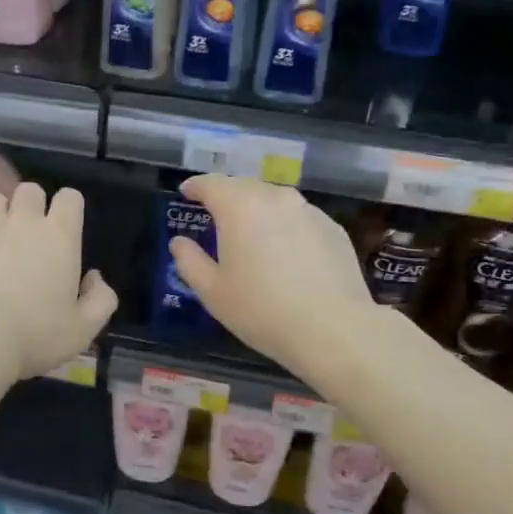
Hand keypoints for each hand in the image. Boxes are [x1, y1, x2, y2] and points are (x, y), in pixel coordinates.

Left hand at [0, 182, 117, 381]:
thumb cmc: (33, 336)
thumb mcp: (82, 330)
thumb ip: (101, 300)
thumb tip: (95, 278)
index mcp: (60, 236)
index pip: (70, 198)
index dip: (67, 209)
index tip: (63, 231)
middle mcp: (24, 219)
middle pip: (30, 191)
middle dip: (30, 207)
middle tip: (25, 236)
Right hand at [167, 175, 374, 376]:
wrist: (333, 329)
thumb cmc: (262, 310)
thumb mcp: (213, 292)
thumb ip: (190, 262)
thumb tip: (179, 243)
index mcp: (240, 207)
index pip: (211, 184)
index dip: (195, 187)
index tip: (186, 193)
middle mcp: (275, 198)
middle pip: (244, 187)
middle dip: (227, 197)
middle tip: (215, 215)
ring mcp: (308, 211)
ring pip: (274, 200)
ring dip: (258, 210)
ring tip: (250, 232)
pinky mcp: (333, 228)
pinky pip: (299, 218)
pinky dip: (285, 225)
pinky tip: (285, 252)